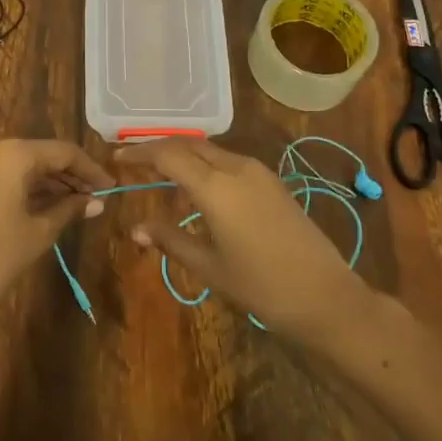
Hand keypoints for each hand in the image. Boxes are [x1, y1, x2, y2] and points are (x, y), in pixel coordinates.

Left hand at [0, 139, 114, 323]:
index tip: (112, 188)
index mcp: (12, 153)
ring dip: (49, 182)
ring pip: (21, 165)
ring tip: (78, 204)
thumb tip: (97, 202)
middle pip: (41, 155)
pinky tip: (48, 205)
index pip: (62, 152)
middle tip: (96, 198)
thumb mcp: (39, 232)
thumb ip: (70, 209)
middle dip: (69, 176)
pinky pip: (3, 174)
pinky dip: (26, 187)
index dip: (90, 169)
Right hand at [116, 138, 365, 337]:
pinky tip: (197, 191)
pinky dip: (204, 166)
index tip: (116, 159)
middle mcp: (236, 168)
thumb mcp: (209, 266)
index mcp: (216, 186)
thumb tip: (136, 231)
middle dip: (158, 149)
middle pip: (188, 144)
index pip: (167, 155)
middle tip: (133, 162)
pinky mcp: (272, 182)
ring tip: (160, 177)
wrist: (325, 296)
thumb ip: (171, 241)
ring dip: (182, 156)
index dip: (138, 154)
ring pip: (209, 150)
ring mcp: (258, 172)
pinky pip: (228, 162)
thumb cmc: (261, 286)